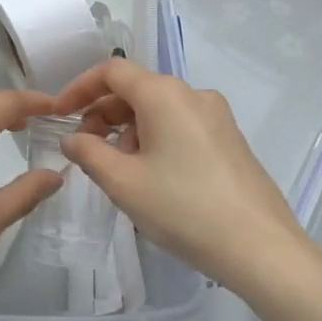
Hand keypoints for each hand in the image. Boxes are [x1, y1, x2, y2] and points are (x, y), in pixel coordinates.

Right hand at [48, 59, 309, 296]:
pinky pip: (181, 125)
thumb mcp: (123, 183)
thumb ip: (88, 153)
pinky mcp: (230, 139)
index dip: (79, 88)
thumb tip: (72, 138)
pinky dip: (156, 139)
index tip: (59, 114)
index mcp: (164, 94)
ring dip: (129, 130)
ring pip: (159, 110)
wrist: (262, 249)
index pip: (112, 71)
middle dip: (103, 114)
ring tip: (120, 172)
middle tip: (87, 150)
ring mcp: (217, 116)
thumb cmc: (184, 208)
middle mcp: (193, 94)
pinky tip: (153, 178)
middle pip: (136, 89)